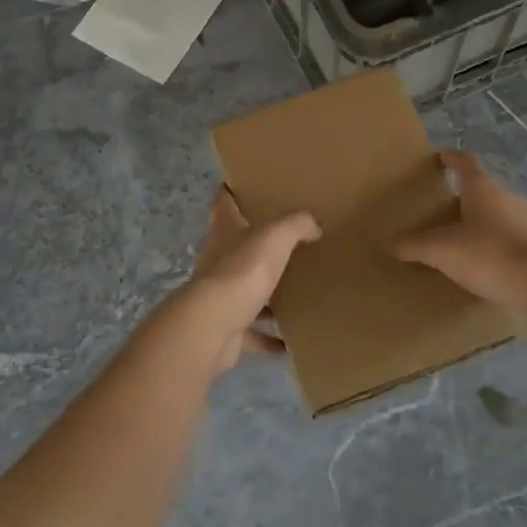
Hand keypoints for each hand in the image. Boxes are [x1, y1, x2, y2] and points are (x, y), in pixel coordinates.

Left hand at [179, 188, 320, 373]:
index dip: (230, 191)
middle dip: (256, 246)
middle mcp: (218, 260)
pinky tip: (289, 342)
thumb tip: (313, 225)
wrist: (213, 325)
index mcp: (225, 232)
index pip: (223, 203)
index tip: (240, 184)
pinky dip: (268, 338)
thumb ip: (295, 225)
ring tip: (293, 294)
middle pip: (236, 247)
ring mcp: (221, 297)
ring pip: (245, 292)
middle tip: (287, 244)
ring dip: (265, 296)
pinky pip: (252, 333)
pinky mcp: (227, 329)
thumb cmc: (242, 271)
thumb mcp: (274, 237)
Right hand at [395, 150, 526, 307]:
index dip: (452, 158)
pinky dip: (496, 243)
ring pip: (498, 213)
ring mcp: (525, 221)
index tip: (441, 158)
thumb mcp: (440, 250)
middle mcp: (505, 197)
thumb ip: (414, 245)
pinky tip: (484, 261)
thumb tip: (391, 243)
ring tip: (463, 237)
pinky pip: (509, 237)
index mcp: (481, 188)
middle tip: (445, 206)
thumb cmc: (486, 253)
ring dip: (482, 221)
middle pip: (483, 188)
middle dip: (465, 195)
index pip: (465, 162)